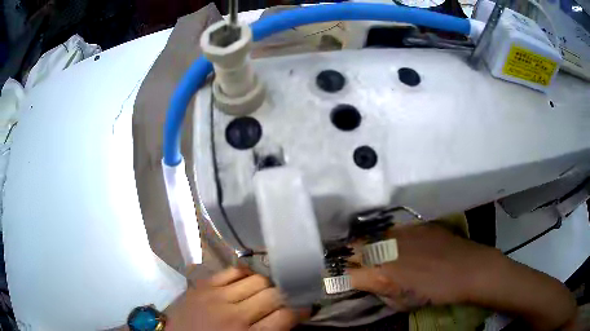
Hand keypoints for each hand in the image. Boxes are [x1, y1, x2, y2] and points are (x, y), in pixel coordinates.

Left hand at [167, 267, 308, 330]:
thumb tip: (289, 317)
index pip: (285, 316)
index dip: (300, 310)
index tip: (306, 307)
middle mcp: (234, 315)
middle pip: (273, 295)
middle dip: (285, 296)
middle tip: (287, 298)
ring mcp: (216, 296)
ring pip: (256, 280)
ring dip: (267, 284)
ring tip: (268, 290)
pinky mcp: (203, 285)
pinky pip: (232, 271)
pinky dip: (245, 273)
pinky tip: (248, 280)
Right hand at [348, 223, 496, 310]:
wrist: (467, 268)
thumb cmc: (435, 293)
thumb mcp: (402, 304)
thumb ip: (380, 293)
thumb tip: (370, 284)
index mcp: (379, 275)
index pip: (345, 275)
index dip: (338, 279)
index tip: (338, 280)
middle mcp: (383, 250)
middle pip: (351, 249)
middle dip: (347, 258)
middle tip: (352, 265)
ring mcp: (398, 233)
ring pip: (369, 236)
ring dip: (366, 246)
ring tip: (371, 253)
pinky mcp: (412, 224)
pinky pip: (391, 230)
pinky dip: (386, 238)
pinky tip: (395, 244)